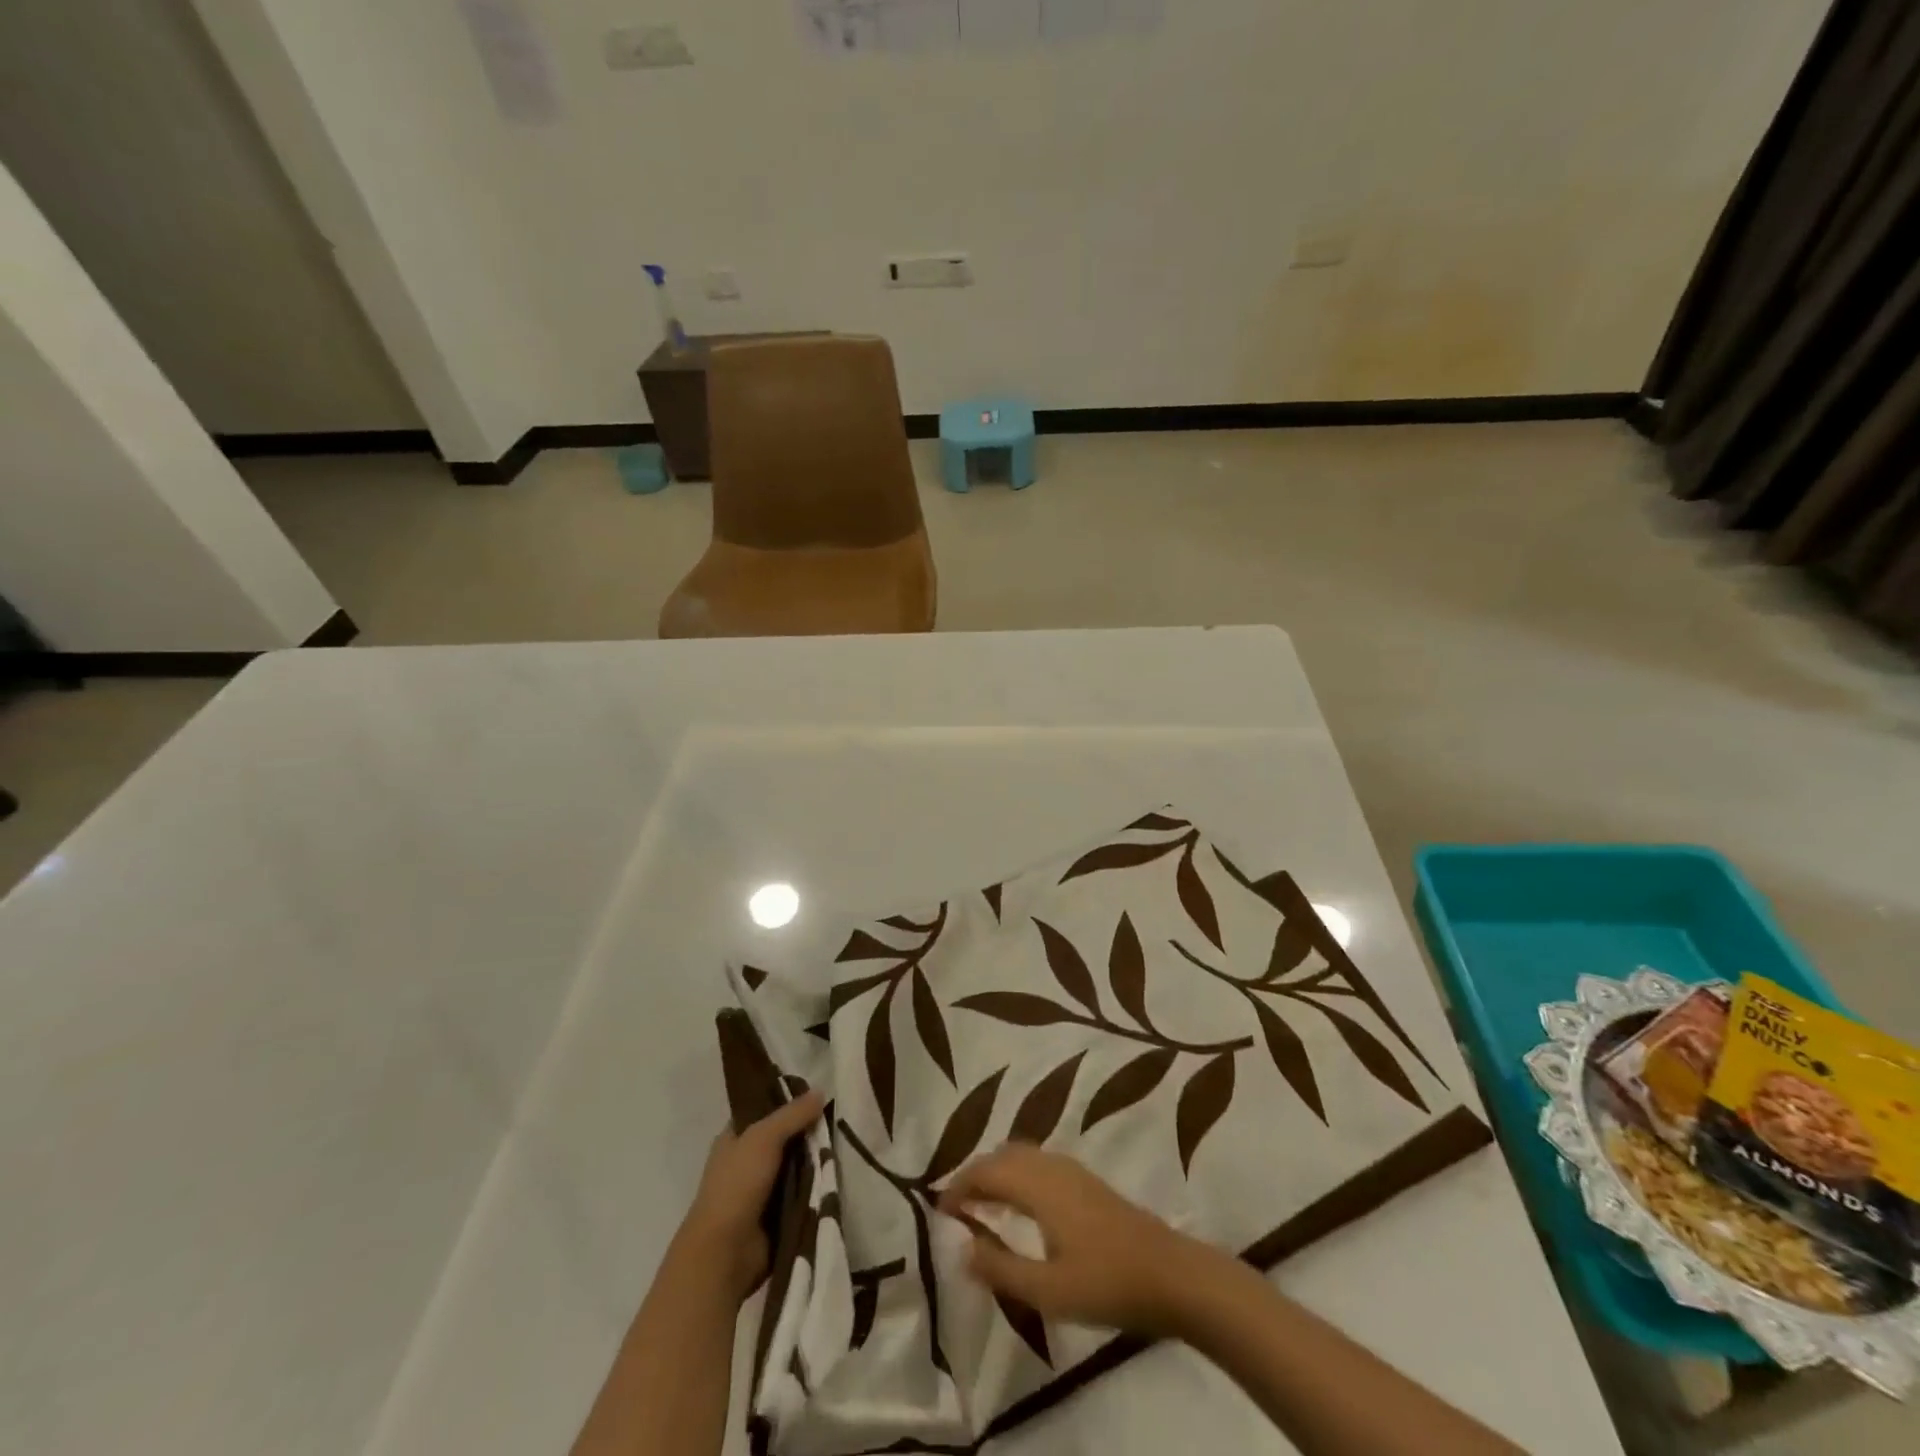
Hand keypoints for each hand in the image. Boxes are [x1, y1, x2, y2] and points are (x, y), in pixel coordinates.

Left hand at [678, 1090, 823, 1301]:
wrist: (725, 1253)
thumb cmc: (737, 1185)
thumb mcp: (764, 1138)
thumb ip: (793, 1114)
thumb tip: (821, 1091)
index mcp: (735, 1138)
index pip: (764, 1110)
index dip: (787, 1100)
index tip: (818, 1094)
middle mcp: (747, 1160)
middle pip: (785, 1137)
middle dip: (808, 1132)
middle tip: (838, 1119)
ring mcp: (762, 1189)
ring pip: (797, 1164)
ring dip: (816, 1160)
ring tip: (844, 1143)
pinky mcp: (777, 1214)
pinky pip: (802, 1192)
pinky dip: (816, 1185)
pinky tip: (838, 1172)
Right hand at [939, 1143, 1212, 1335]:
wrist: (1171, 1275)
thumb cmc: (1106, 1282)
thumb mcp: (1047, 1290)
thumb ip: (1001, 1268)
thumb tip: (963, 1248)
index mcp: (1038, 1183)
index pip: (986, 1170)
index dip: (959, 1186)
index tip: (940, 1211)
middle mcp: (1052, 1165)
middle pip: (1002, 1156)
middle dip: (976, 1176)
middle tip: (957, 1208)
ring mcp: (1072, 1170)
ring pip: (1022, 1157)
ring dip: (998, 1174)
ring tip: (982, 1208)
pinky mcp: (1087, 1182)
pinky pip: (1038, 1165)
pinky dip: (1018, 1177)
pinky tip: (1021, 1208)